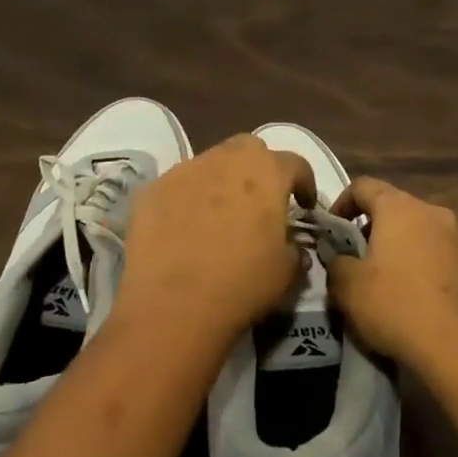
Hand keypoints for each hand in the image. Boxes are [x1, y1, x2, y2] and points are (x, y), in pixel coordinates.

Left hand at [113, 135, 315, 349]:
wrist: (172, 307)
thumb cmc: (241, 285)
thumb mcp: (285, 273)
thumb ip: (296, 250)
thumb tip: (294, 247)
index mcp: (267, 173)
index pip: (295, 163)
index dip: (304, 182)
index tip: (303, 205)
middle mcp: (227, 159)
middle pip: (249, 149)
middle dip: (259, 168)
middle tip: (260, 201)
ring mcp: (186, 170)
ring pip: (211, 163)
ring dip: (221, 181)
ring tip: (218, 216)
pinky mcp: (153, 188)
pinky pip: (178, 186)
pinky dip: (187, 199)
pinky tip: (184, 229)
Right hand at [327, 178, 457, 368]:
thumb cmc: (398, 306)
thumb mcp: (348, 288)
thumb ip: (336, 264)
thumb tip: (340, 260)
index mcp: (400, 208)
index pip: (364, 186)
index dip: (343, 203)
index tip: (333, 229)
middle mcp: (435, 214)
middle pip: (398, 211)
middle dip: (377, 231)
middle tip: (361, 262)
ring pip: (426, 237)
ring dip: (408, 253)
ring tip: (395, 287)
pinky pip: (449, 263)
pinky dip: (433, 275)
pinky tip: (426, 306)